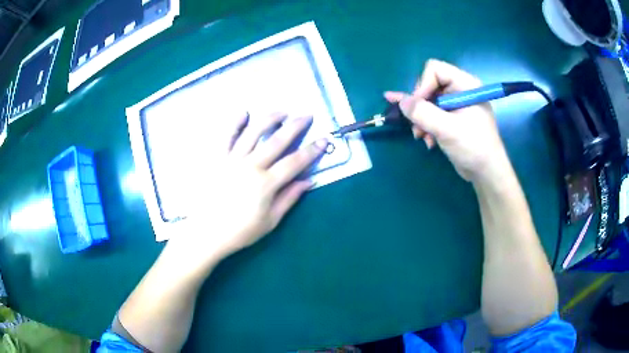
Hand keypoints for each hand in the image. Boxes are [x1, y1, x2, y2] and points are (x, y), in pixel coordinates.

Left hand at [169, 113, 326, 263]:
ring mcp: (231, 160)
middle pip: (277, 141)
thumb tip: (309, 181)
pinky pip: (225, 137)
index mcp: (266, 184)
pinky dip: (234, 123)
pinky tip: (243, 112)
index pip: (294, 162)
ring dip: (269, 119)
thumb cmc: (240, 231)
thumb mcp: (270, 221)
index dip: (311, 150)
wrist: (207, 233)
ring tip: (282, 111)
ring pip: (253, 133)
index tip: (324, 140)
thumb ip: (289, 198)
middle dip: (295, 126)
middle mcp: (250, 166)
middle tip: (307, 115)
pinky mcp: (216, 159)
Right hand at [385, 59, 509, 182]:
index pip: (435, 69)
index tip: (418, 106)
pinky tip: (428, 140)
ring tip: (421, 136)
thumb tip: (400, 101)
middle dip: (420, 105)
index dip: (423, 85)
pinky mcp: (452, 117)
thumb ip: (422, 113)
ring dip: (421, 119)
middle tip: (417, 124)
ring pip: (427, 100)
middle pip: (429, 84)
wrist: (486, 173)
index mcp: (465, 84)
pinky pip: (432, 113)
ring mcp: (456, 104)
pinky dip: (426, 125)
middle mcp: (460, 90)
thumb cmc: (473, 147)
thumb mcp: (447, 129)